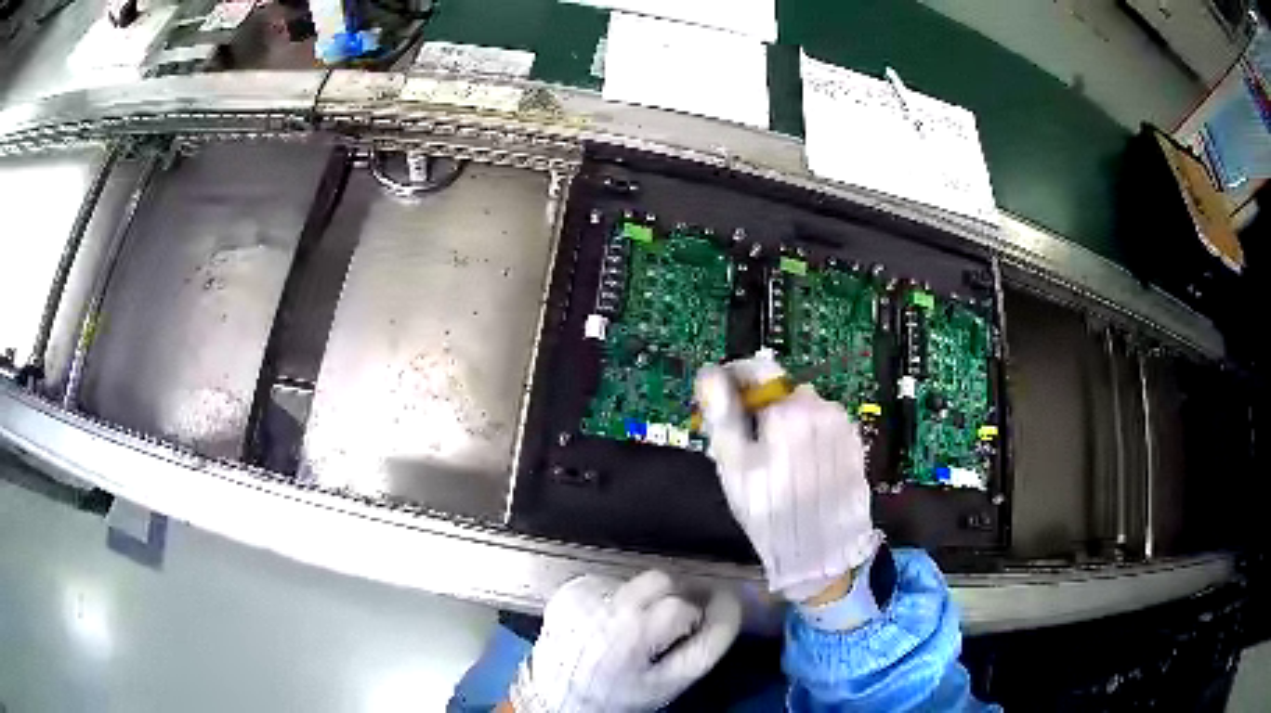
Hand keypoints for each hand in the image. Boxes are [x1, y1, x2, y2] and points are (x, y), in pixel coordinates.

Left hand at [509, 570, 740, 712]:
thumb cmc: (620, 693)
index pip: (683, 604)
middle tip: (666, 626)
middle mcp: (607, 605)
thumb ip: (710, 642)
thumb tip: (730, 600)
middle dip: (673, 598)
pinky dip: (617, 597)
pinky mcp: (569, 591)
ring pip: (636, 579)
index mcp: (635, 630)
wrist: (558, 694)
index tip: (701, 619)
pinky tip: (608, 622)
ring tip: (632, 629)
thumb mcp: (672, 680)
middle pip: (661, 580)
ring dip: (645, 597)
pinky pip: (609, 581)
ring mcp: (584, 594)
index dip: (696, 614)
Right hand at [695, 353, 881, 600]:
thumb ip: (721, 413)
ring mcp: (842, 424)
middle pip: (779, 391)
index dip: (733, 381)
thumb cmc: (771, 511)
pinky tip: (800, 469)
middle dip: (760, 410)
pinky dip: (807, 437)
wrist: (824, 550)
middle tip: (747, 448)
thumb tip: (710, 375)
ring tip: (776, 464)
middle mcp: (821, 406)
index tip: (720, 400)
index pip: (756, 369)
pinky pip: (822, 426)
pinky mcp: (854, 442)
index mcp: (788, 408)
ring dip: (785, 423)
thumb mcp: (734, 466)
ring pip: (802, 409)